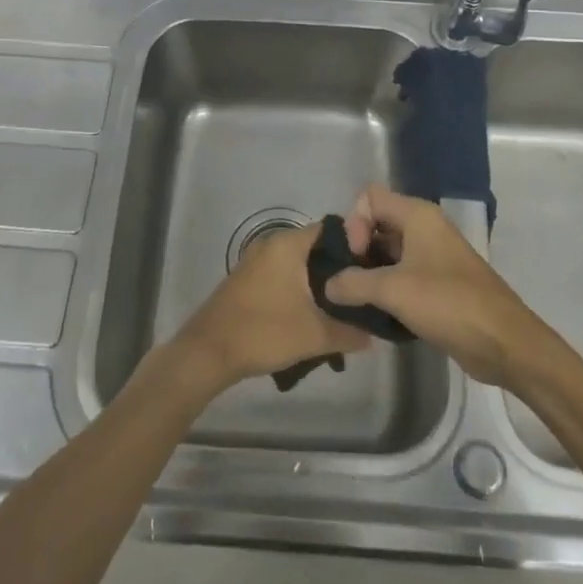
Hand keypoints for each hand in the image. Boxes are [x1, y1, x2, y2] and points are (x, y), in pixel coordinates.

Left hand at [172, 221, 371, 389]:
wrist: (208, 351)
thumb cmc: (264, 332)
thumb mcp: (315, 335)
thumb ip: (350, 332)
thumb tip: (374, 336)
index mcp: (288, 243)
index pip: (333, 231)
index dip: (357, 248)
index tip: (373, 270)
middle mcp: (272, 243)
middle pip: (316, 247)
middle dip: (340, 269)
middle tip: (362, 291)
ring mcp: (256, 260)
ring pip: (299, 263)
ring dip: (319, 281)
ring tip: (343, 305)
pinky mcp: (248, 278)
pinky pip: (283, 273)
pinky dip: (299, 287)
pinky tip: (312, 311)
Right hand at [328, 184, 549, 386]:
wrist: (504, 342)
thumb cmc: (448, 303)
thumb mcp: (393, 291)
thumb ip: (353, 283)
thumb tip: (327, 285)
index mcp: (418, 215)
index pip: (370, 198)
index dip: (355, 223)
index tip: (355, 257)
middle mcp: (425, 228)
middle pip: (377, 224)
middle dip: (357, 250)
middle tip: (348, 284)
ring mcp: (433, 256)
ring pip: (388, 253)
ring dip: (369, 273)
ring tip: (356, 302)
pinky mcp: (438, 284)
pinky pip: (402, 275)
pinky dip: (386, 289)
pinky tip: (376, 315)